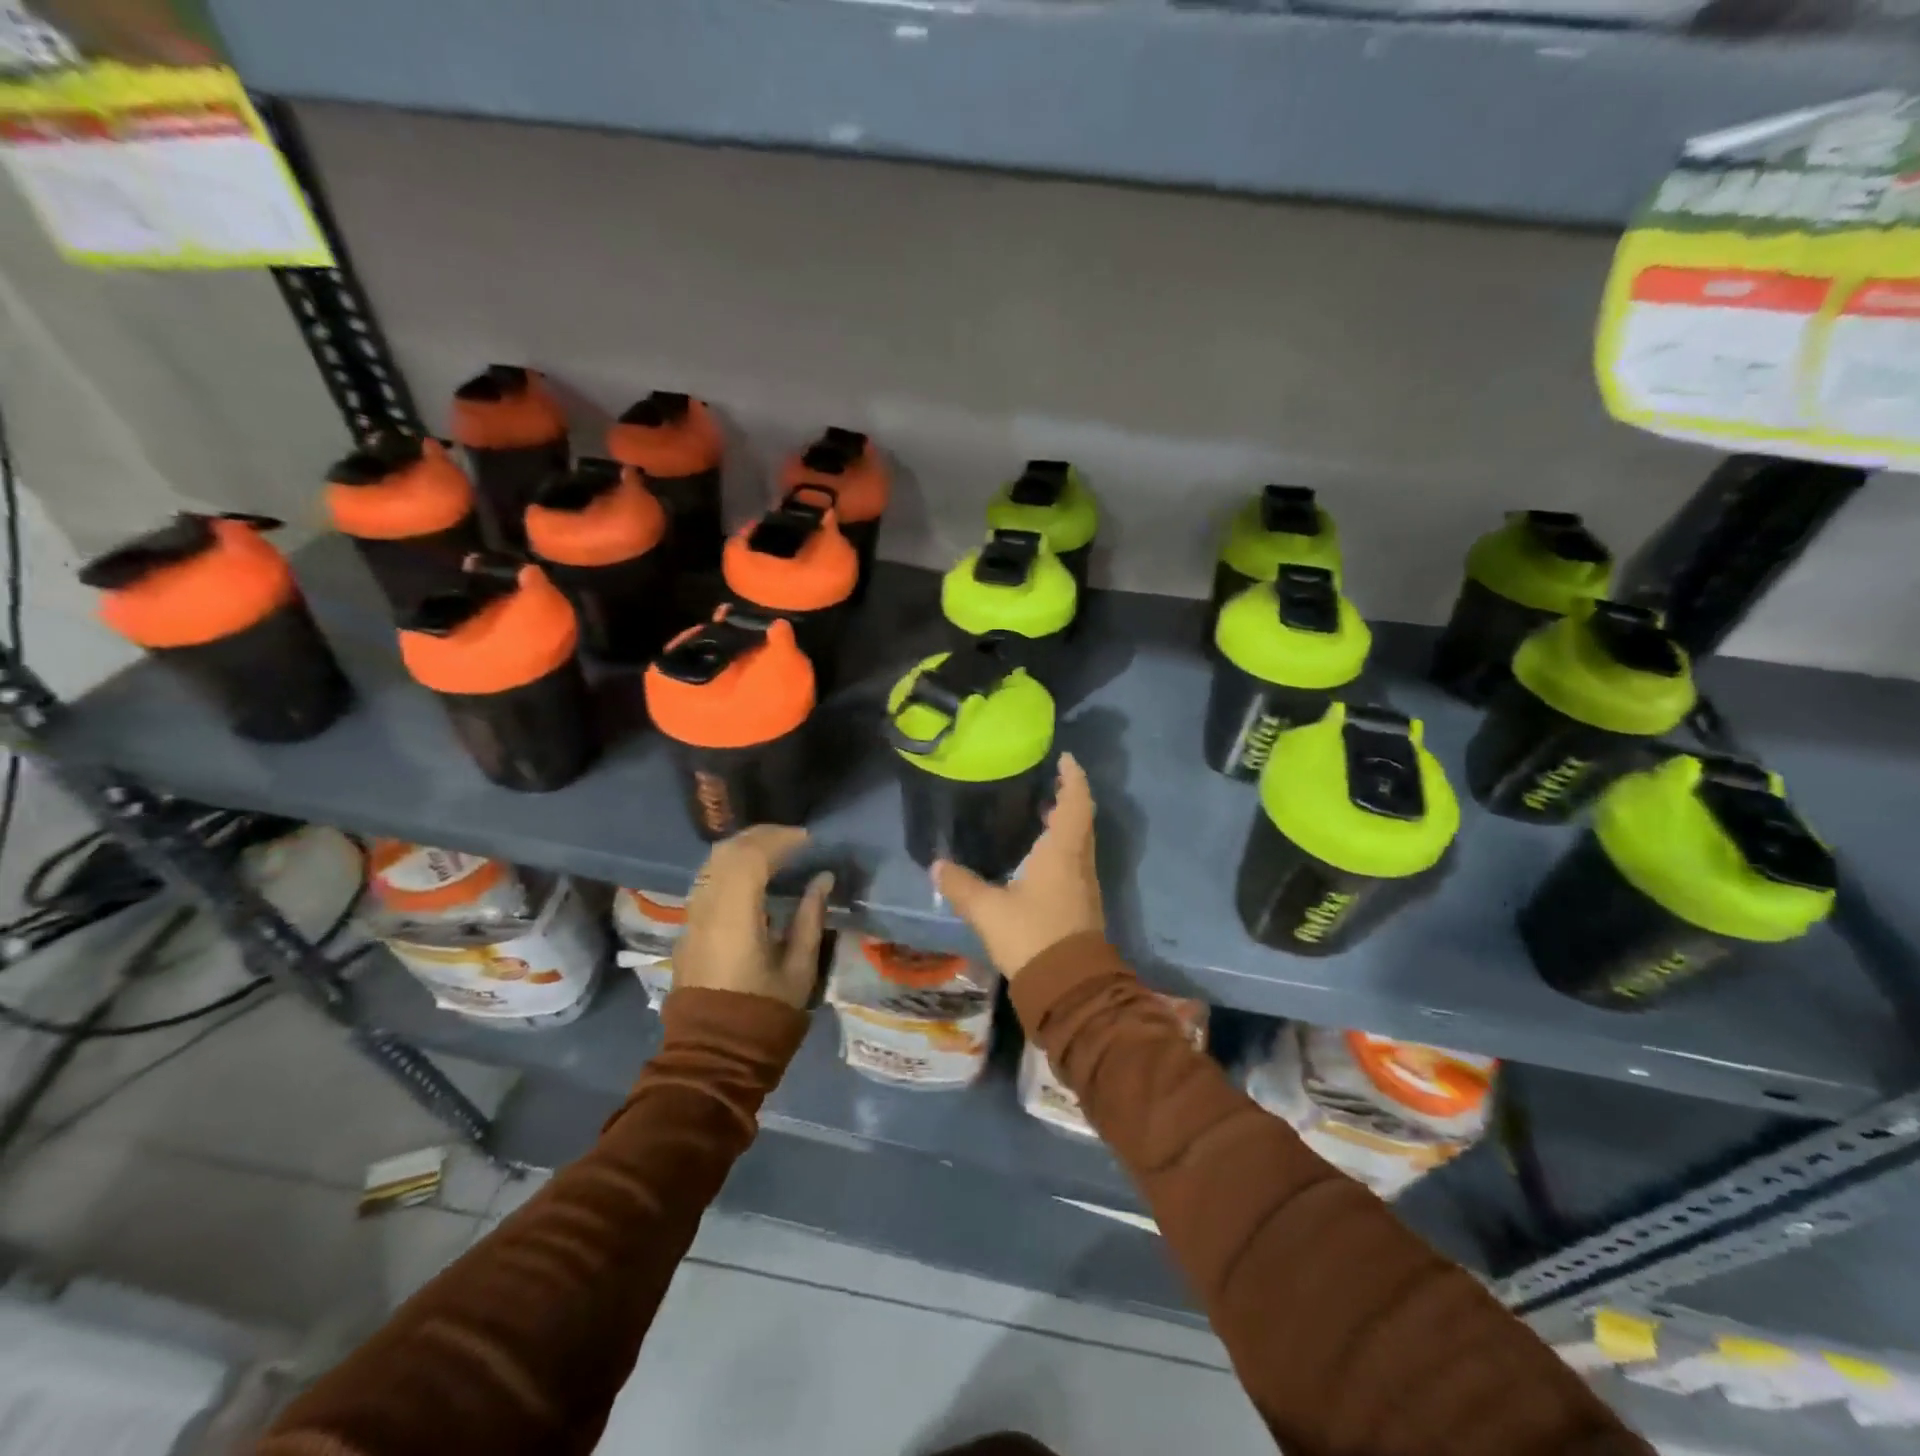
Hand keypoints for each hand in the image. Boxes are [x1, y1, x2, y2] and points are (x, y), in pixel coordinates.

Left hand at [673, 826, 833, 1008]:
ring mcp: (692, 917)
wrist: (714, 1053)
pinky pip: (707, 880)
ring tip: (775, 850)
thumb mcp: (799, 968)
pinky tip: (752, 873)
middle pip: (727, 852)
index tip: (808, 840)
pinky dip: (730, 865)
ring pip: (712, 863)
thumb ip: (811, 918)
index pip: (752, 858)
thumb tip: (822, 879)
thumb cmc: (764, 1014)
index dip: (781, 840)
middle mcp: (707, 909)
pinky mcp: (688, 928)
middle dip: (761, 836)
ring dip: (743, 848)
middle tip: (794, 839)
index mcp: (735, 917)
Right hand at [933, 753, 1103, 979]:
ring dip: (1065, 824)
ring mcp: (1083, 886)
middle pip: (1081, 820)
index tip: (1064, 759)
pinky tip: (1037, 856)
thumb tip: (937, 865)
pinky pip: (1073, 862)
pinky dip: (1061, 847)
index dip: (1073, 778)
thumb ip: (962, 886)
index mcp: (1063, 852)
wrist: (1068, 987)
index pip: (1076, 803)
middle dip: (1067, 798)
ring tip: (1039, 813)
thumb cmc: (1033, 936)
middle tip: (1046, 783)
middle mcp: (1079, 863)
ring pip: (1078, 842)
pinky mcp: (1080, 906)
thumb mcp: (989, 911)